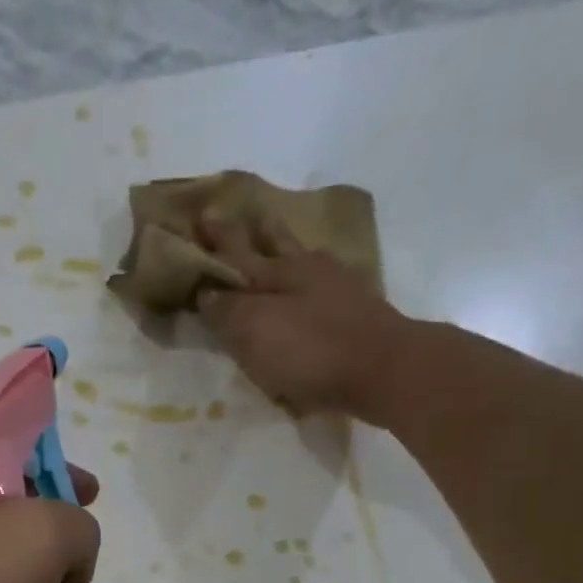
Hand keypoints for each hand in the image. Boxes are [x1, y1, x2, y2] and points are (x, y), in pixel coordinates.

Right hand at [196, 215, 415, 425]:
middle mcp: (304, 269)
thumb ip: (227, 310)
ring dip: (283, 243)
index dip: (216, 237)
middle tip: (234, 212)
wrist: (382, 370)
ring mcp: (335, 286)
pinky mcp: (355, 310)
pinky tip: (309, 278)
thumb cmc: (310, 350)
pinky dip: (309, 273)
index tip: (200, 216)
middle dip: (250, 230)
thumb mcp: (255, 331)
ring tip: (272, 233)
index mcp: (274, 272)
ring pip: (300, 256)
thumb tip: (205, 290)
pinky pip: (322, 280)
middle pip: (271, 244)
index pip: (235, 250)